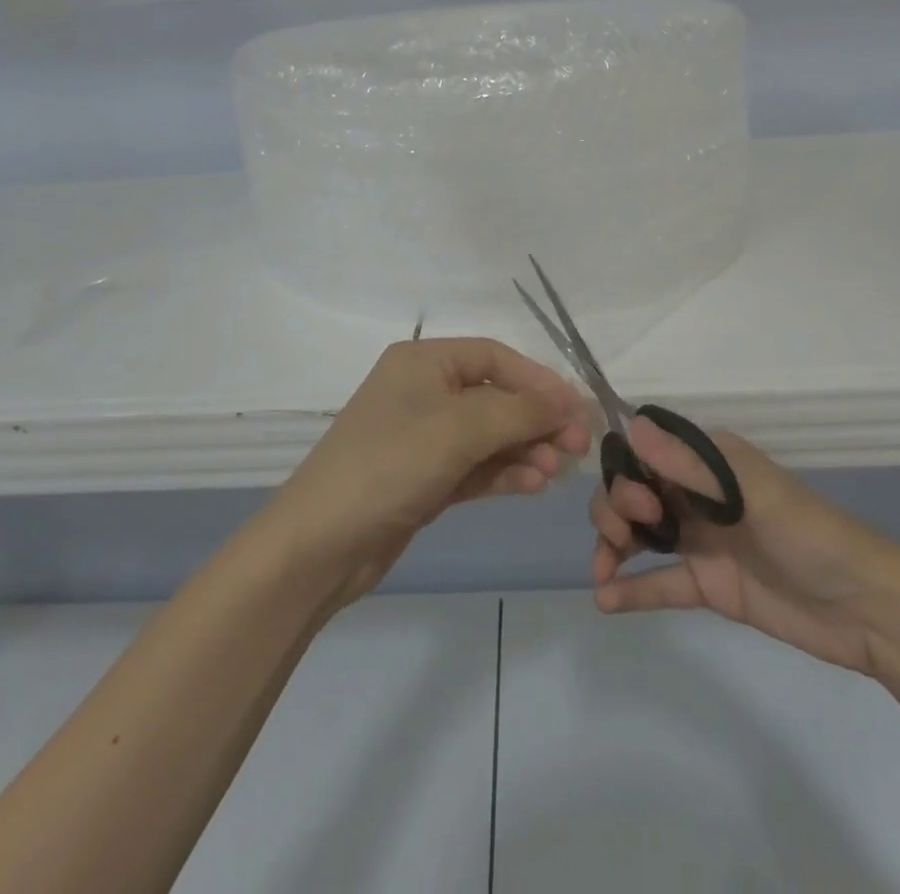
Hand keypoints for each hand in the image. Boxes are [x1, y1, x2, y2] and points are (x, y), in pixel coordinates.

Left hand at [275, 338, 590, 607]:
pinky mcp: (425, 477)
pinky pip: (475, 466)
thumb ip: (519, 411)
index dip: (539, 380)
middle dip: (536, 420)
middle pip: (495, 396)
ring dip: (524, 449)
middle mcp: (423, 391)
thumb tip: (569, 400)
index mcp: (423, 361)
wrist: (321, 543)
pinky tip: (532, 485)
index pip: (495, 357)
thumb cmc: (391, 464)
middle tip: (576, 448)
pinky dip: (503, 473)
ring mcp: (423, 437)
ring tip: (555, 472)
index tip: (577, 409)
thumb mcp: (459, 429)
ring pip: (489, 435)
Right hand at [590, 417, 899, 675]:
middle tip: (631, 532)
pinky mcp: (708, 585)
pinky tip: (605, 599)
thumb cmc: (810, 534)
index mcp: (708, 461)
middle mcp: (697, 494)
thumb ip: (690, 464)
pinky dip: (631, 589)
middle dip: (617, 506)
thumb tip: (631, 425)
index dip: (626, 471)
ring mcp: (701, 541)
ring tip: (603, 569)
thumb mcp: (751, 492)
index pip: (646, 452)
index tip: (637, 499)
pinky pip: (660, 582)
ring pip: (639, 532)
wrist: (868, 610)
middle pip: (634, 490)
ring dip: (613, 543)